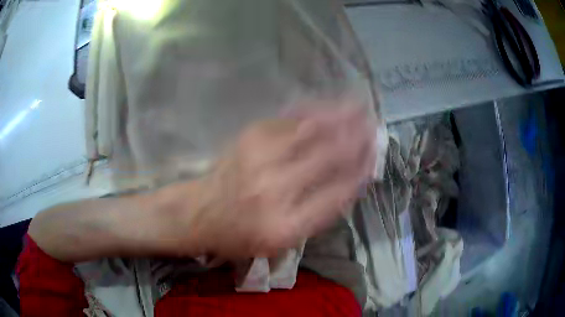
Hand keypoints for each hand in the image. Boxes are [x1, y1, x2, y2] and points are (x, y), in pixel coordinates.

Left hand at [174, 106, 375, 258]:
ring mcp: (260, 159)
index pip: (337, 194)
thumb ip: (317, 216)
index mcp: (286, 226)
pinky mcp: (249, 138)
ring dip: (340, 115)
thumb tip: (350, 182)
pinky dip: (313, 110)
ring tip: (360, 104)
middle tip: (374, 125)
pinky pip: (289, 119)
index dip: (360, 172)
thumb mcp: (281, 243)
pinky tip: (328, 103)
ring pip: (311, 130)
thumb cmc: (240, 235)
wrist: (199, 213)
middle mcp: (275, 191)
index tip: (373, 158)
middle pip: (328, 157)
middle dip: (357, 138)